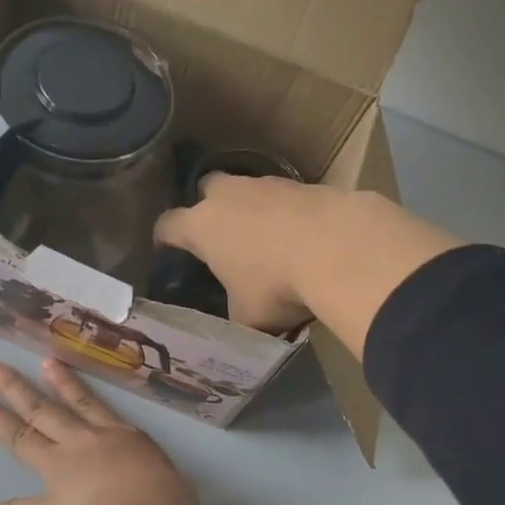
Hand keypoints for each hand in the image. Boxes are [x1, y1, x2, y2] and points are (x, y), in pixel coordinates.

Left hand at [0, 360, 207, 504]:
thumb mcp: (182, 498)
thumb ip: (174, 500)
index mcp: (122, 439)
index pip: (89, 405)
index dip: (67, 384)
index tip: (47, 364)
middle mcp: (85, 448)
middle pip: (45, 411)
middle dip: (18, 389)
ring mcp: (62, 475)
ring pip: (23, 441)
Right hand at [154, 176, 463, 350]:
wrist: (340, 248)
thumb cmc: (276, 285)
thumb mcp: (247, 316)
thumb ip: (234, 314)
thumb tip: (238, 322)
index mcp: (201, 227)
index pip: (167, 225)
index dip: (164, 238)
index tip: (166, 250)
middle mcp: (228, 196)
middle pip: (206, 189)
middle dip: (209, 207)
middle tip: (220, 236)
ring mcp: (268, 184)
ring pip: (248, 190)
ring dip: (251, 209)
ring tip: (266, 239)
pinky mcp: (306, 183)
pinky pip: (286, 197)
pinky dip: (288, 213)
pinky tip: (302, 237)